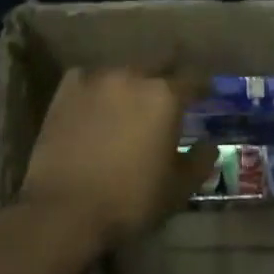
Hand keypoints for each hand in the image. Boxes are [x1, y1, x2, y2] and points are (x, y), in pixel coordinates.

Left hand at [16, 68, 216, 250]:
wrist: (64, 210)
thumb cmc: (130, 200)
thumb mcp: (178, 188)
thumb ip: (200, 161)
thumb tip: (209, 144)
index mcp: (165, 96)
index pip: (193, 79)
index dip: (203, 86)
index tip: (207, 92)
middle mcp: (133, 77)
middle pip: (158, 63)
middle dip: (168, 73)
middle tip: (171, 88)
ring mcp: (96, 79)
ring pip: (122, 70)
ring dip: (131, 81)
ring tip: (131, 97)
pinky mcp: (66, 90)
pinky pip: (89, 78)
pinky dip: (97, 87)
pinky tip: (96, 101)